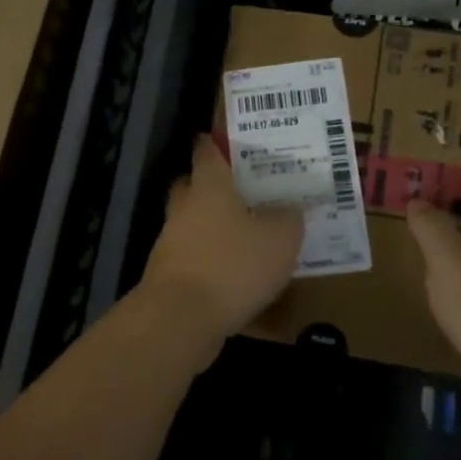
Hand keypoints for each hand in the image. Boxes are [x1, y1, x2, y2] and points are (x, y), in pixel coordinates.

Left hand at [140, 136, 303, 343]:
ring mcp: (172, 243)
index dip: (217, 143)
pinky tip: (237, 275)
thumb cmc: (233, 264)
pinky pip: (195, 258)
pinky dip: (212, 261)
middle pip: (193, 186)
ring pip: (193, 224)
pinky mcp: (169, 276)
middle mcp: (185, 207)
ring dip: (214, 227)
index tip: (230, 140)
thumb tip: (291, 207)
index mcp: (209, 186)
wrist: (181, 319)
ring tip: (248, 236)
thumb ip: (289, 217)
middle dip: (213, 186)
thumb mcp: (281, 238)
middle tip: (244, 190)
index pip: (207, 151)